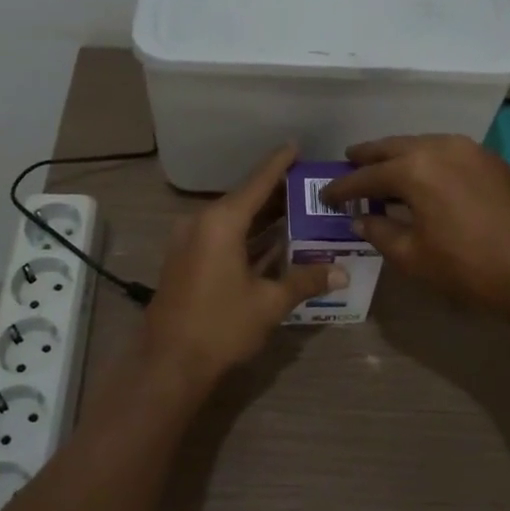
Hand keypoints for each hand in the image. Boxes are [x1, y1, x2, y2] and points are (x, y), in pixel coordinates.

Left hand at [140, 145, 344, 396]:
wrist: (168, 364)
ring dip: (262, 218)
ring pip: (233, 220)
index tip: (296, 146)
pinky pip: (222, 237)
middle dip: (276, 194)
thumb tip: (341, 272)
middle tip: (309, 187)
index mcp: (221, 222)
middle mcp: (201, 223)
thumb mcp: (269, 303)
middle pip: (245, 200)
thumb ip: (305, 281)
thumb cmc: (220, 326)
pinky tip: (273, 242)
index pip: (257, 183)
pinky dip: (247, 237)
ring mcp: (189, 242)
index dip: (278, 164)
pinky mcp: (186, 261)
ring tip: (298, 211)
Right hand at [322, 134, 509, 323]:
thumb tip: (360, 220)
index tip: (325, 195)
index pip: (367, 176)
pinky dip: (427, 160)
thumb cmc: (472, 267)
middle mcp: (439, 147)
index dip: (343, 188)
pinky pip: (446, 152)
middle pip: (392, 147)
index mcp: (414, 169)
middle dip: (368, 157)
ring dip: (399, 156)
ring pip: (422, 145)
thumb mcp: (415, 257)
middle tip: (348, 164)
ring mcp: (470, 149)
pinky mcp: (491, 160)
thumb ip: (381, 233)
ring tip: (384, 170)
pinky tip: (424, 178)